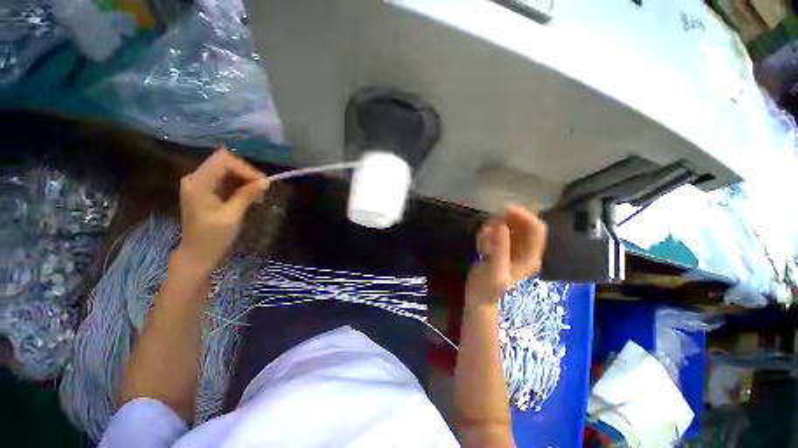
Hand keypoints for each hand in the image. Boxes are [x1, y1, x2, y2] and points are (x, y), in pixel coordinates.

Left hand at [177, 148, 268, 272]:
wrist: (198, 254)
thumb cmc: (213, 237)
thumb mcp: (232, 216)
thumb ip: (247, 195)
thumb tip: (266, 182)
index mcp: (198, 184)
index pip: (223, 160)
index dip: (245, 169)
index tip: (262, 183)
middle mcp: (195, 178)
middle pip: (225, 163)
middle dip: (246, 173)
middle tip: (263, 189)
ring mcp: (199, 184)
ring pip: (226, 170)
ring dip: (244, 179)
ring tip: (257, 194)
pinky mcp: (204, 190)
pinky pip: (224, 180)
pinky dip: (238, 185)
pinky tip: (248, 196)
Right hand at [465, 205, 546, 307]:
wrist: (478, 298)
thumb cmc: (488, 288)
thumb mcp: (495, 270)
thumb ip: (500, 248)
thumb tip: (501, 225)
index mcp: (530, 256)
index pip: (536, 229)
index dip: (523, 216)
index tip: (504, 209)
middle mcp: (525, 251)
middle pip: (524, 225)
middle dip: (508, 220)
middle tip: (490, 220)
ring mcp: (513, 249)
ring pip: (510, 227)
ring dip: (496, 227)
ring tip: (483, 238)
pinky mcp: (501, 248)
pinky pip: (498, 233)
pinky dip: (489, 233)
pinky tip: (481, 246)